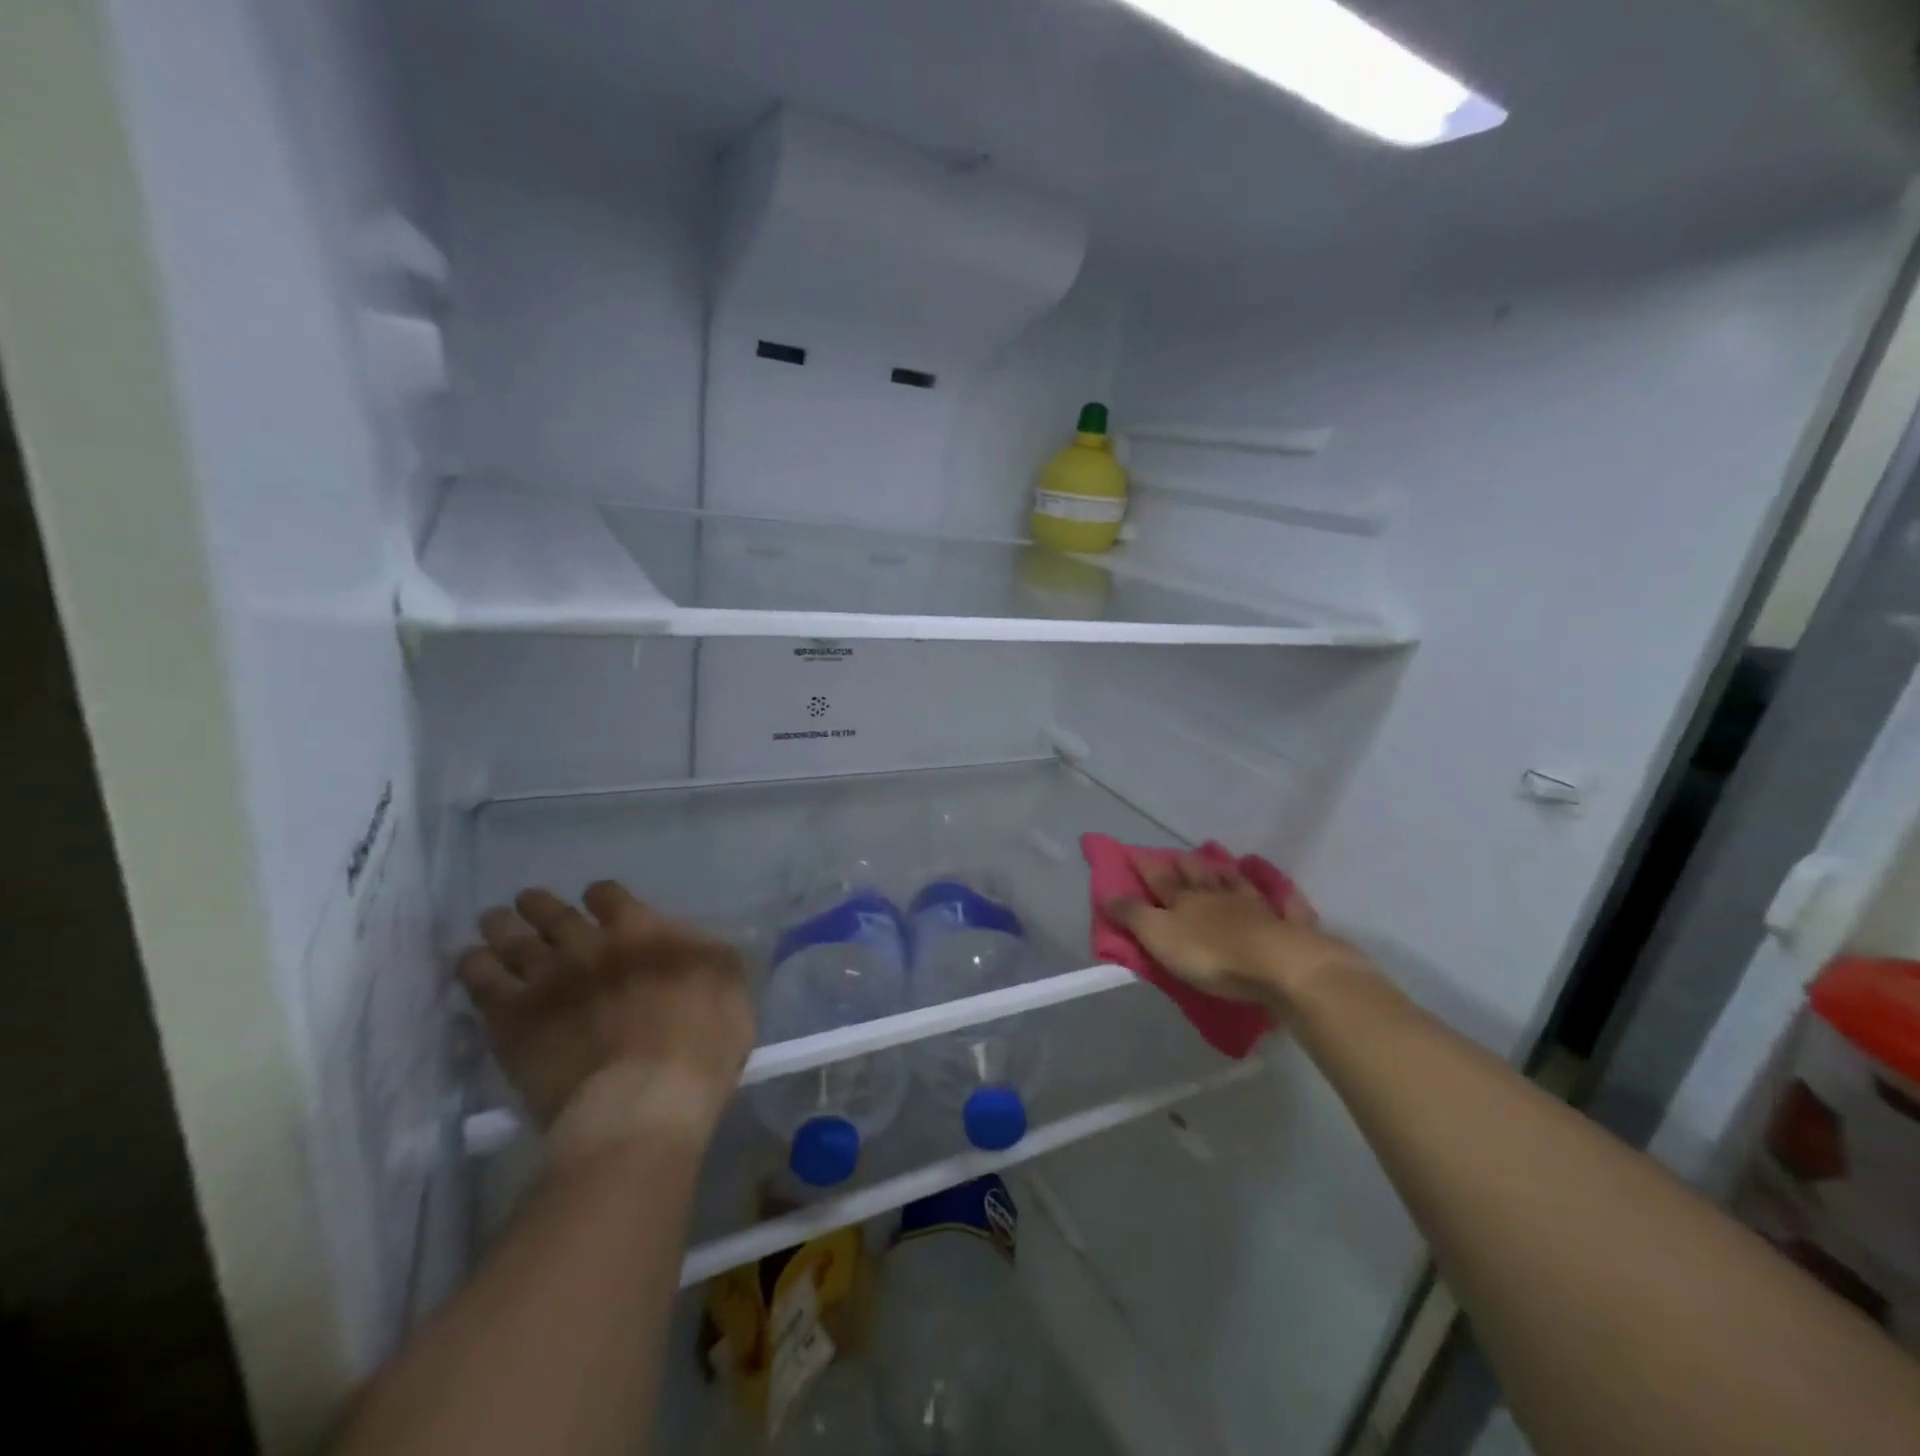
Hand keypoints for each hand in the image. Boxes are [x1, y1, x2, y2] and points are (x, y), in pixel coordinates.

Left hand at [458, 882, 754, 1164]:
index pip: (610, 896)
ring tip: (493, 921)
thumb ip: (708, 954)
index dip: (602, 896)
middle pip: (553, 913)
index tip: (598, 902)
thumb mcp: (730, 986)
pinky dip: (475, 967)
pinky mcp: (512, 1021)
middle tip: (528, 901)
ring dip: (502, 926)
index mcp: (642, 931)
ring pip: (513, 940)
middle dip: (540, 905)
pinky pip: (482, 983)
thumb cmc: (701, 1043)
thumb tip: (691, 940)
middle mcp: (588, 945)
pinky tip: (471, 961)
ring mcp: (546, 981)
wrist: (642, 1100)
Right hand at [1105, 854, 1368, 1009]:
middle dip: (1186, 864)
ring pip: (1236, 882)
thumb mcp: (1160, 937)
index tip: (1131, 852)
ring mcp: (1255, 907)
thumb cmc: (1211, 954)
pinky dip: (1276, 892)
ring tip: (1221, 861)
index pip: (1159, 878)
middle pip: (1199, 875)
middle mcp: (1218, 896)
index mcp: (1185, 900)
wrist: (1279, 965)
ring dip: (1226, 872)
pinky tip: (1278, 887)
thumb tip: (1107, 892)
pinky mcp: (1287, 924)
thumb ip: (1133, 915)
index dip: (1144, 866)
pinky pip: (1281, 902)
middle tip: (1178, 854)